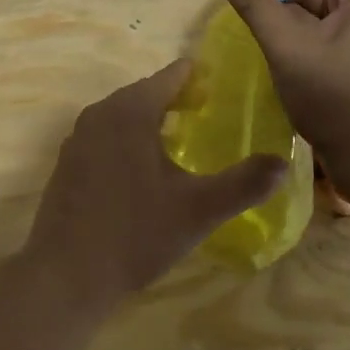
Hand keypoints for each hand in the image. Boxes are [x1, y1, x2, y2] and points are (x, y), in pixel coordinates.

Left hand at [20, 61, 286, 320]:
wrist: (66, 273)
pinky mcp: (68, 161)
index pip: (170, 76)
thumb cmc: (135, 233)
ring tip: (178, 138)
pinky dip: (127, 138)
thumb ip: (243, 184)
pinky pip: (105, 134)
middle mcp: (101, 112)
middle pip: (144, 92)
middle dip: (174, 98)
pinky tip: (141, 168)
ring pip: (122, 113)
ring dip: (149, 118)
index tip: (220, 86)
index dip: (197, 78)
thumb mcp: (198, 210)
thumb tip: (284, 162)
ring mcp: (79, 136)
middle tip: (206, 113)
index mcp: (131, 110)